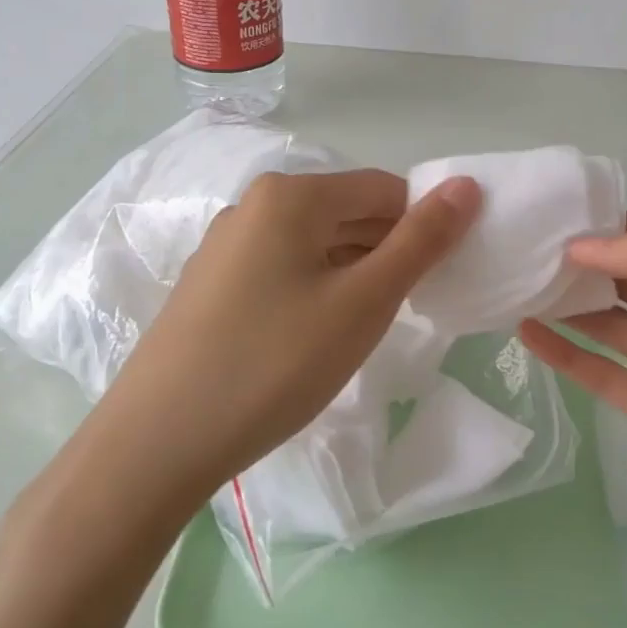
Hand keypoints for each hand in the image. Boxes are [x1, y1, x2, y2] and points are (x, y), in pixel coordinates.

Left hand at [99, 168, 481, 496]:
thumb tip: (468, 185)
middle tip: (406, 309)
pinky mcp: (211, 284)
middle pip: (347, 212)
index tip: (436, 279)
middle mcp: (254, 205)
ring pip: (315, 243)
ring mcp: (226, 246)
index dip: (421, 227)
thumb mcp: (364, 302)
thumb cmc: (275, 363)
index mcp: (291, 195)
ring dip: (353, 273)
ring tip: (363, 328)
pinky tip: (315, 337)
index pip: (384, 189)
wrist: (158, 442)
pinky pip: (283, 269)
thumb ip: (421, 241)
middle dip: (387, 251)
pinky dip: (315, 290)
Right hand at [520, 217, 626, 592]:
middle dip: (580, 265)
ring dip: (568, 306)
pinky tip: (528, 335)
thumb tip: (583, 246)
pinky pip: (606, 375)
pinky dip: (568, 354)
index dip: (604, 229)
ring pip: (611, 324)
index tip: (548, 219)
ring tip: (514, 286)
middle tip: (520, 251)